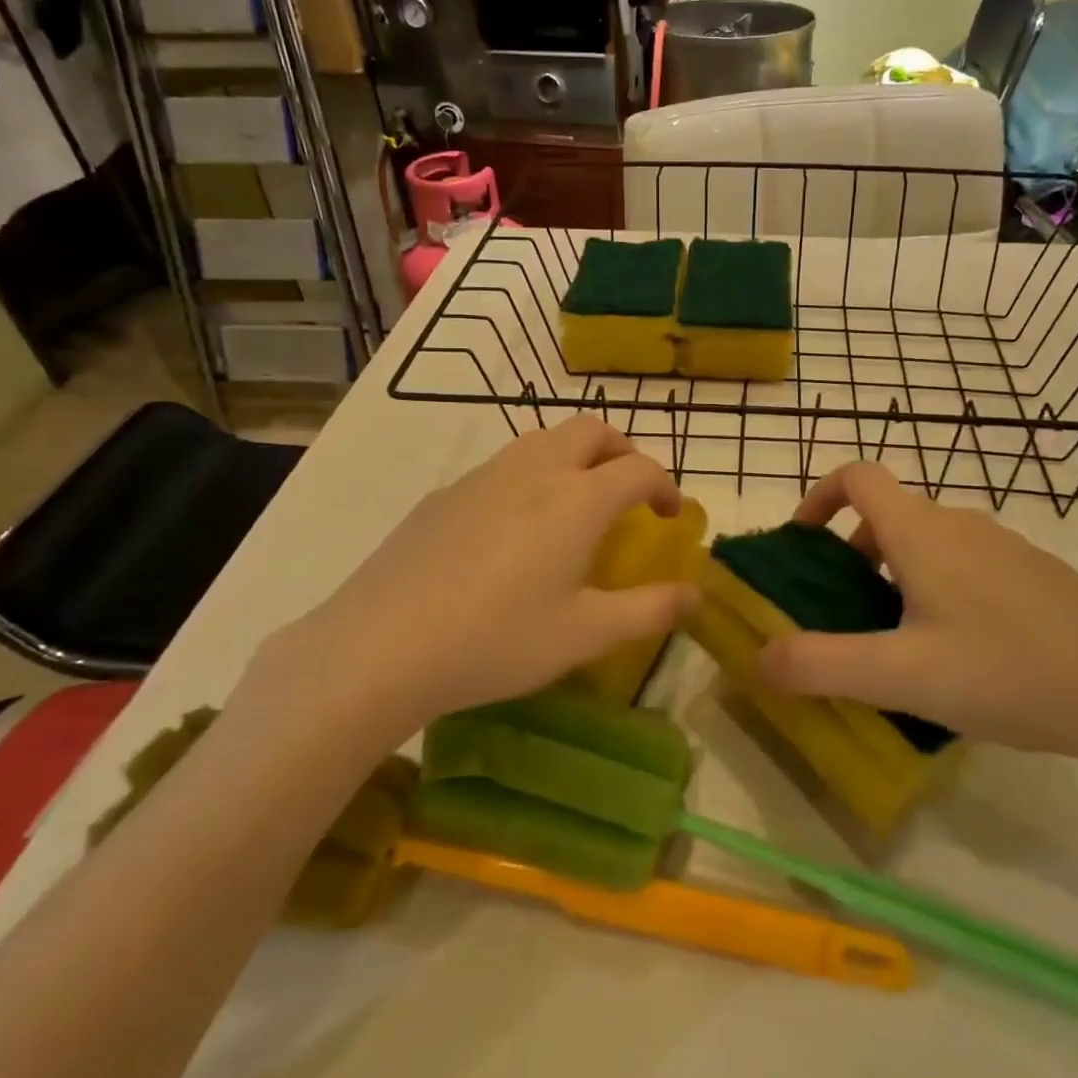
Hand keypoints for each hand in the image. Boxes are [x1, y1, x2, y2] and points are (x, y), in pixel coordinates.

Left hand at [250, 418, 698, 737]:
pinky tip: (512, 531)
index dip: (666, 486)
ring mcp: (484, 476)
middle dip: (622, 452)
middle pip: (592, 430)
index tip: (670, 516)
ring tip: (574, 507)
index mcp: (578, 499)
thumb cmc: (497, 641)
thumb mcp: (585, 636)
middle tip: (628, 493)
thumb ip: (649, 611)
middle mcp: (535, 470)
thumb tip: (696, 596)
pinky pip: (503, 466)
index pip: (639, 468)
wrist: (380, 646)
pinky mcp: (444, 493)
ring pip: (544, 440)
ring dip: (575, 458)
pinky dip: (531, 477)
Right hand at [759, 463, 1077, 772]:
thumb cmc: (1008, 671)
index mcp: (922, 532)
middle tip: (841, 608)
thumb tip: (758, 657)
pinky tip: (957, 653)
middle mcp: (961, 524)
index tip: (802, 544)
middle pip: (888, 512)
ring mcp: (1004, 547)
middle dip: (850, 549)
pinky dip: (935, 587)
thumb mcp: (902, 675)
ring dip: (893, 571)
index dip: (818, 497)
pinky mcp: (1035, 575)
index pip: (857, 476)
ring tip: (894, 638)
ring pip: (928, 541)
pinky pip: (965, 564)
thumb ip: (821, 665)